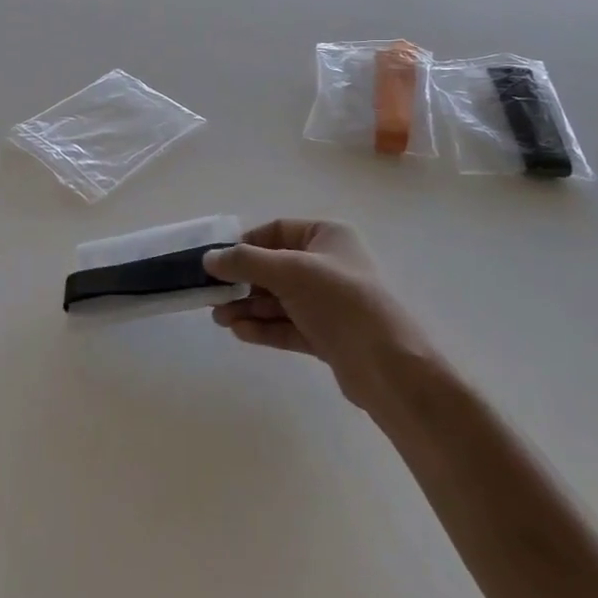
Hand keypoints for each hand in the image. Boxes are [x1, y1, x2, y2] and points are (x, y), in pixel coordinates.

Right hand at [204, 219, 445, 413]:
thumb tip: (209, 258)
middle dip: (243, 282)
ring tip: (220, 318)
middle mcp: (329, 265)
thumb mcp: (289, 271)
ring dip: (249, 307)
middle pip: (275, 267)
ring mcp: (328, 303)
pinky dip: (264, 327)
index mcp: (328, 236)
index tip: (217, 262)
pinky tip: (239, 331)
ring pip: (279, 299)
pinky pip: (287, 325)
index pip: (277, 231)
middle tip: (212, 296)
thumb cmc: (340, 301)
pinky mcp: (327, 336)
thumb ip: (246, 262)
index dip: (245, 244)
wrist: (387, 365)